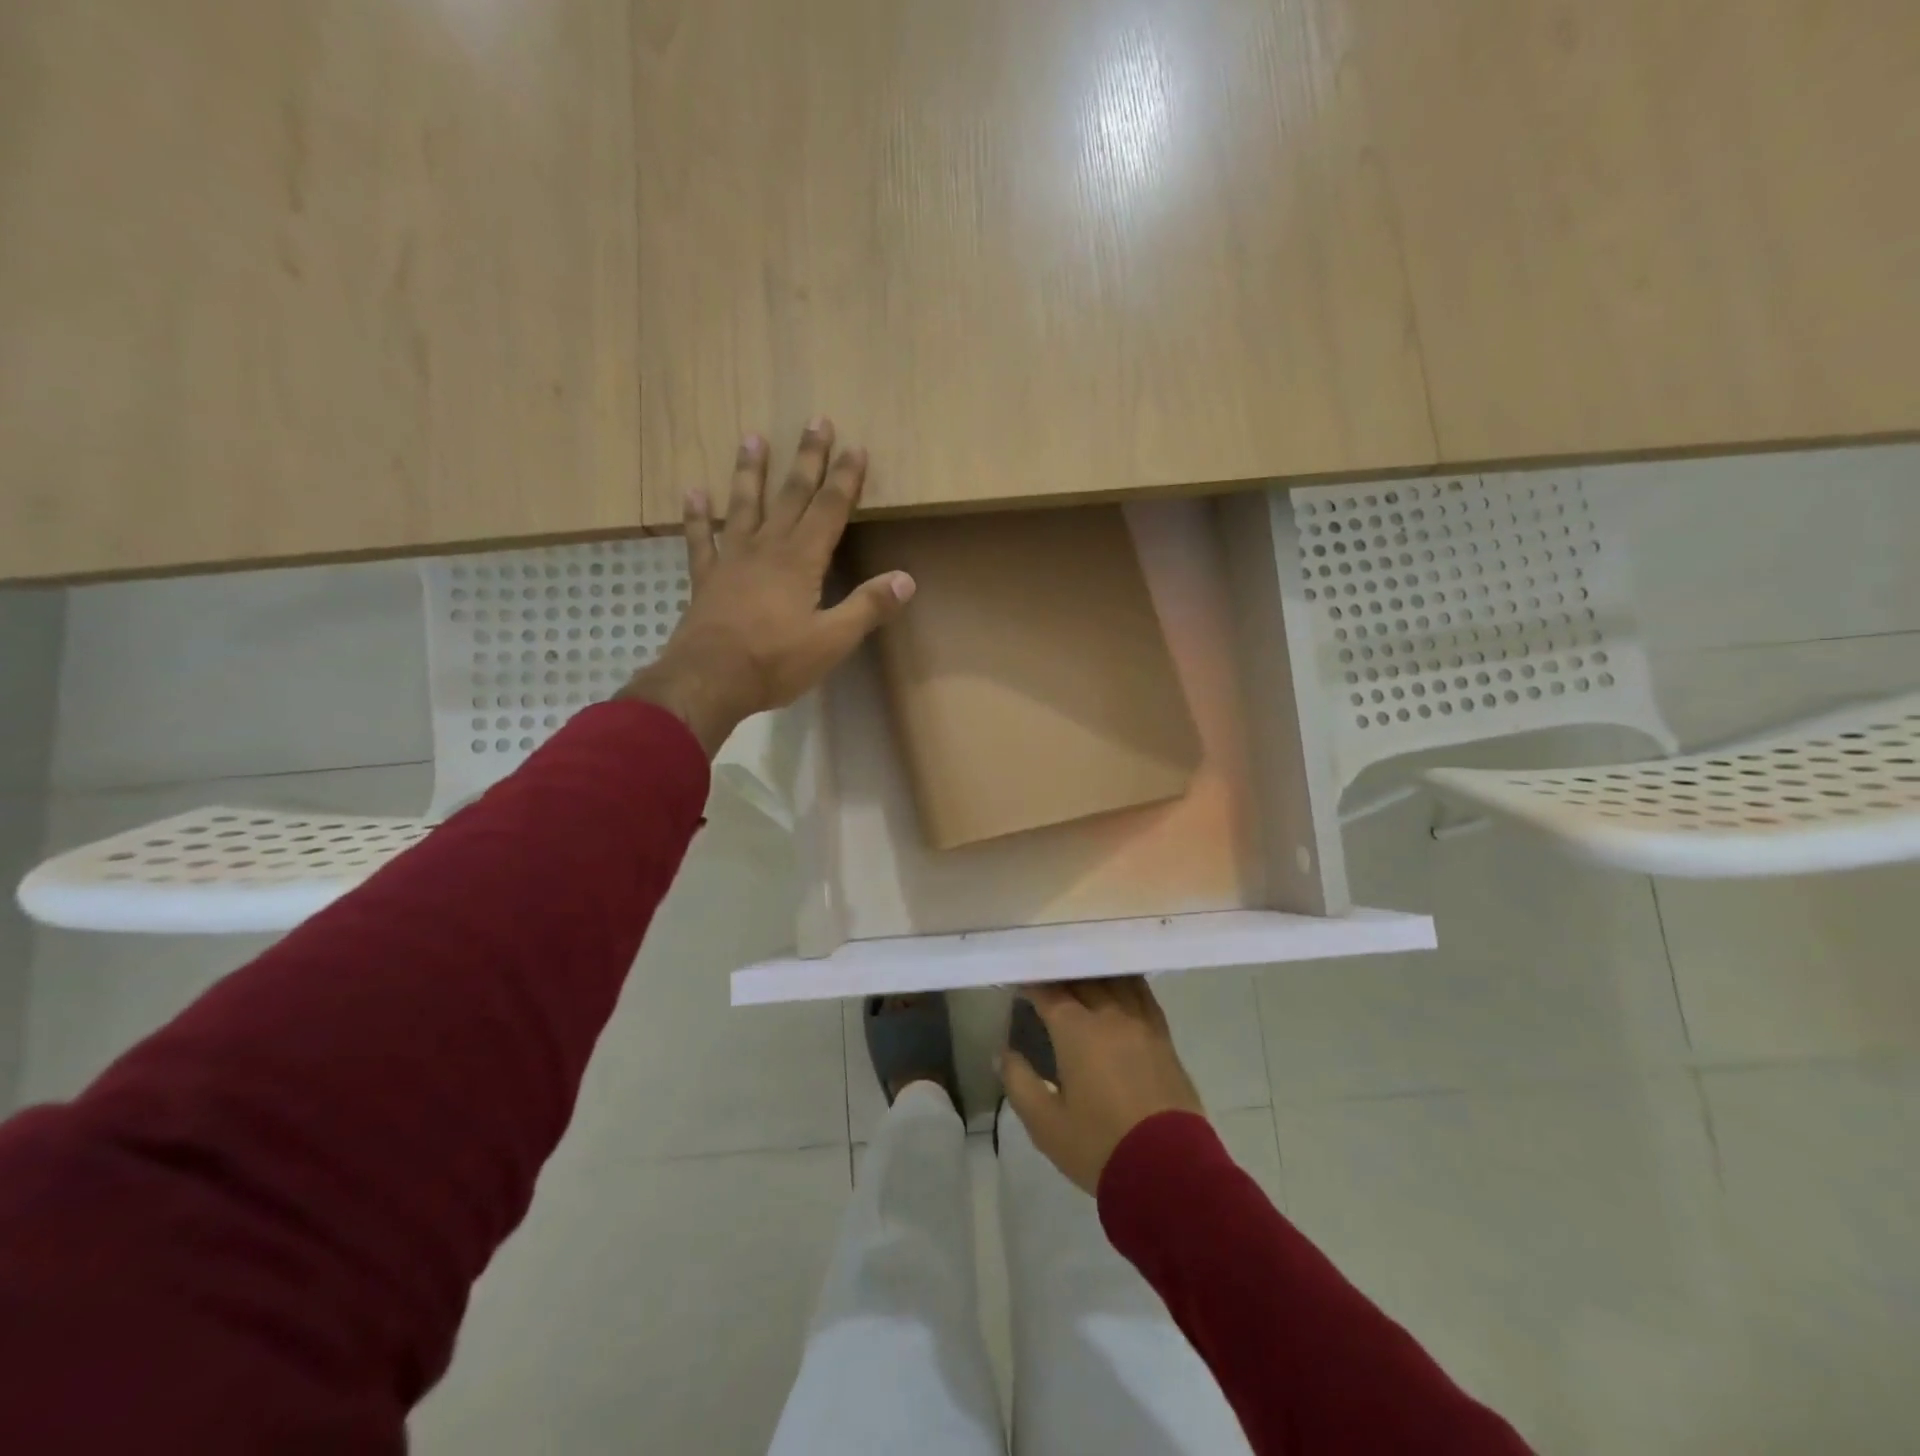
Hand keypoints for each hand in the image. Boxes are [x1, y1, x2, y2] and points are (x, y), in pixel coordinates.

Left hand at [619, 420, 914, 754]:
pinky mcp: (706, 579)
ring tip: (753, 438)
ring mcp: (732, 560)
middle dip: (807, 460)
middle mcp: (767, 549)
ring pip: (744, 506)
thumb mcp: (833, 641)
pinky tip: (694, 492)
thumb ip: (868, 607)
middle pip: (791, 496)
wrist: (709, 680)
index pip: (829, 510)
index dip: (845, 480)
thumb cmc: (776, 662)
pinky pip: (701, 540)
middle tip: (815, 421)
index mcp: (801, 561)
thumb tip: (907, 578)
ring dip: (751, 472)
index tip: (856, 448)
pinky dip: (697, 516)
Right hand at [1000, 977, 1205, 1195]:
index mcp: (1076, 1030)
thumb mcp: (1044, 1123)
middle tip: (1046, 977)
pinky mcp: (1164, 1037)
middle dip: (1062, 974)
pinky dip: (1126, 983)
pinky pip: (1143, 995)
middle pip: (1083, 979)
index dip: (1032, 984)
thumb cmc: (1098, 1145)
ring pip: (1115, 981)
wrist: (1168, 1171)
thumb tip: (1003, 1053)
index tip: (1020, 982)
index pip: (1049, 992)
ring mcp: (1141, 1023)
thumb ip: (1018, 1081)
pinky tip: (1120, 987)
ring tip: (1081, 976)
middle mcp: (1109, 1015)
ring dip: (1094, 974)